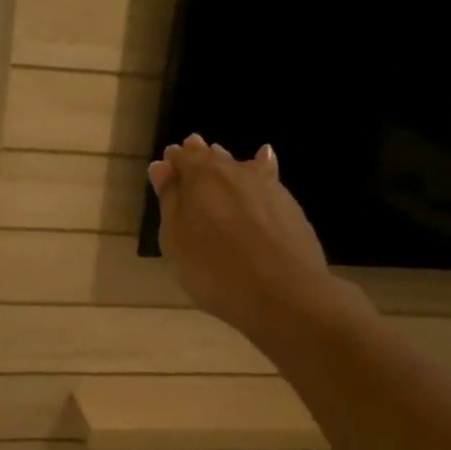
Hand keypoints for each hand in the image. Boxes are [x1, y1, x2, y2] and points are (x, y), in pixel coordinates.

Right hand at [149, 134, 335, 340]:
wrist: (285, 293)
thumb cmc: (214, 270)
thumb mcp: (175, 240)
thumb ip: (169, 200)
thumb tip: (161, 167)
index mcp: (199, 176)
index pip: (181, 157)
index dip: (172, 162)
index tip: (165, 169)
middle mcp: (233, 171)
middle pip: (211, 157)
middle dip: (198, 156)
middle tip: (189, 156)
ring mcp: (266, 185)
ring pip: (240, 164)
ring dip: (226, 162)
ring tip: (217, 159)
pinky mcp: (288, 203)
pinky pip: (269, 174)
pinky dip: (261, 165)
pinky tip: (264, 158)